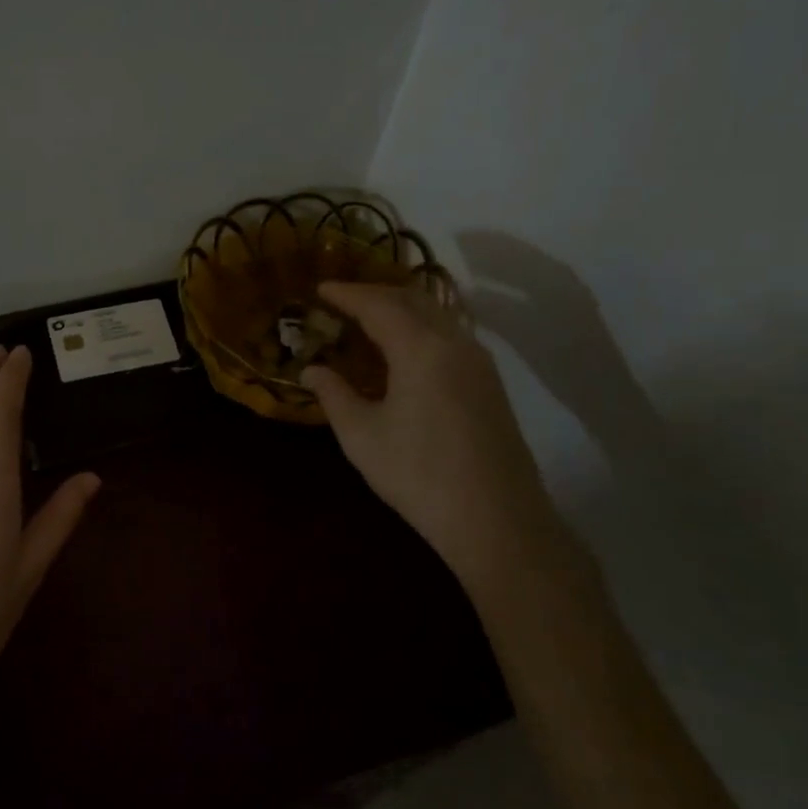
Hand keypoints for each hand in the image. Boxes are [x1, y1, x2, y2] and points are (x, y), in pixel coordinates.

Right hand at [303, 281, 558, 585]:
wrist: (496, 519)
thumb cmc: (418, 474)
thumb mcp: (361, 436)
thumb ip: (333, 395)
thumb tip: (311, 370)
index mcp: (420, 349)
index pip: (378, 305)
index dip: (347, 294)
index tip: (319, 288)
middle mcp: (455, 343)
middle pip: (413, 299)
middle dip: (375, 293)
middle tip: (342, 300)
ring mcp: (479, 362)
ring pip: (437, 315)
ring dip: (400, 309)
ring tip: (369, 320)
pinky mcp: (490, 384)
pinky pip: (449, 335)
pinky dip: (420, 328)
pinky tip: (403, 351)